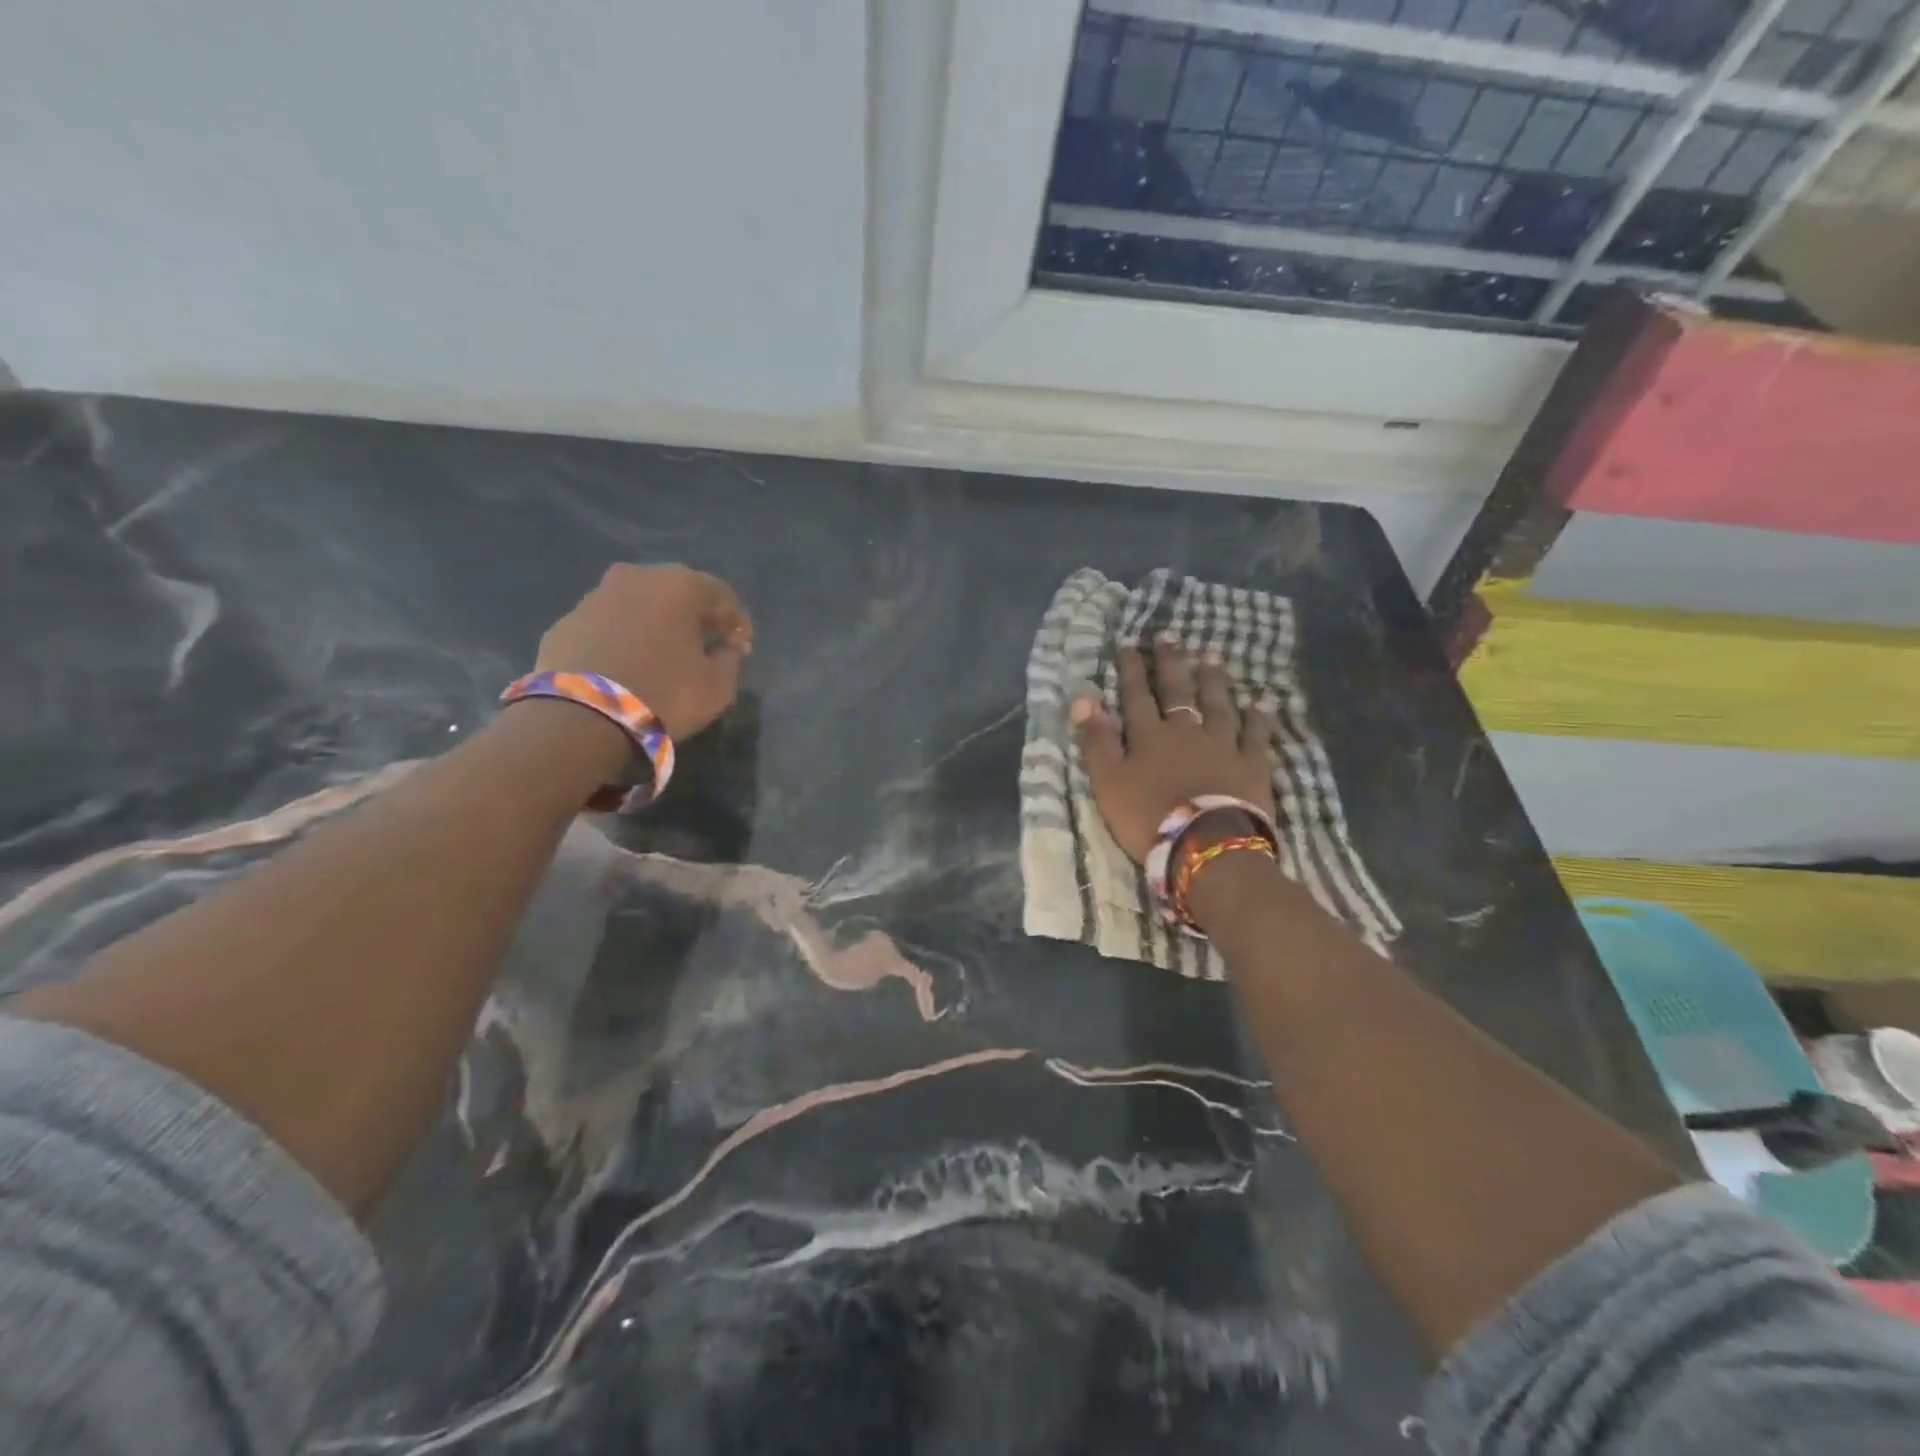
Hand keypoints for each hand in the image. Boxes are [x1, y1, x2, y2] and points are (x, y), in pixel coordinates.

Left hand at [534, 563, 752, 738]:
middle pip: (676, 592)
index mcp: (679, 585)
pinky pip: (607, 625)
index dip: (736, 620)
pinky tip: (627, 664)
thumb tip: (729, 647)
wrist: (581, 718)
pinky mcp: (565, 622)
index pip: (721, 594)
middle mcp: (636, 578)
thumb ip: (731, 659)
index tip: (742, 645)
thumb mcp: (718, 686)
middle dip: (694, 615)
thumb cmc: (664, 694)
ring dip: (654, 624)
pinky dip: (622, 638)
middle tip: (705, 643)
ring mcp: (594, 597)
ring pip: (637, 604)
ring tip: (663, 654)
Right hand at [1071, 635, 1275, 863]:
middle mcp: (1187, 732)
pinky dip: (1259, 717)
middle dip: (1172, 663)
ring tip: (1212, 655)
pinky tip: (1263, 699)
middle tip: (1171, 637)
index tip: (1130, 644)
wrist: (1204, 846)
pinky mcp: (1252, 766)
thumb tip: (1083, 698)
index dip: (1133, 670)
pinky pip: (1257, 735)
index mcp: (1150, 737)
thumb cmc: (1148, 817)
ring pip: (1218, 705)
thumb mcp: (1108, 782)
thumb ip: (1096, 741)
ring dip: (1214, 680)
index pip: (1137, 696)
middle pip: (1179, 692)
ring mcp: (1223, 746)